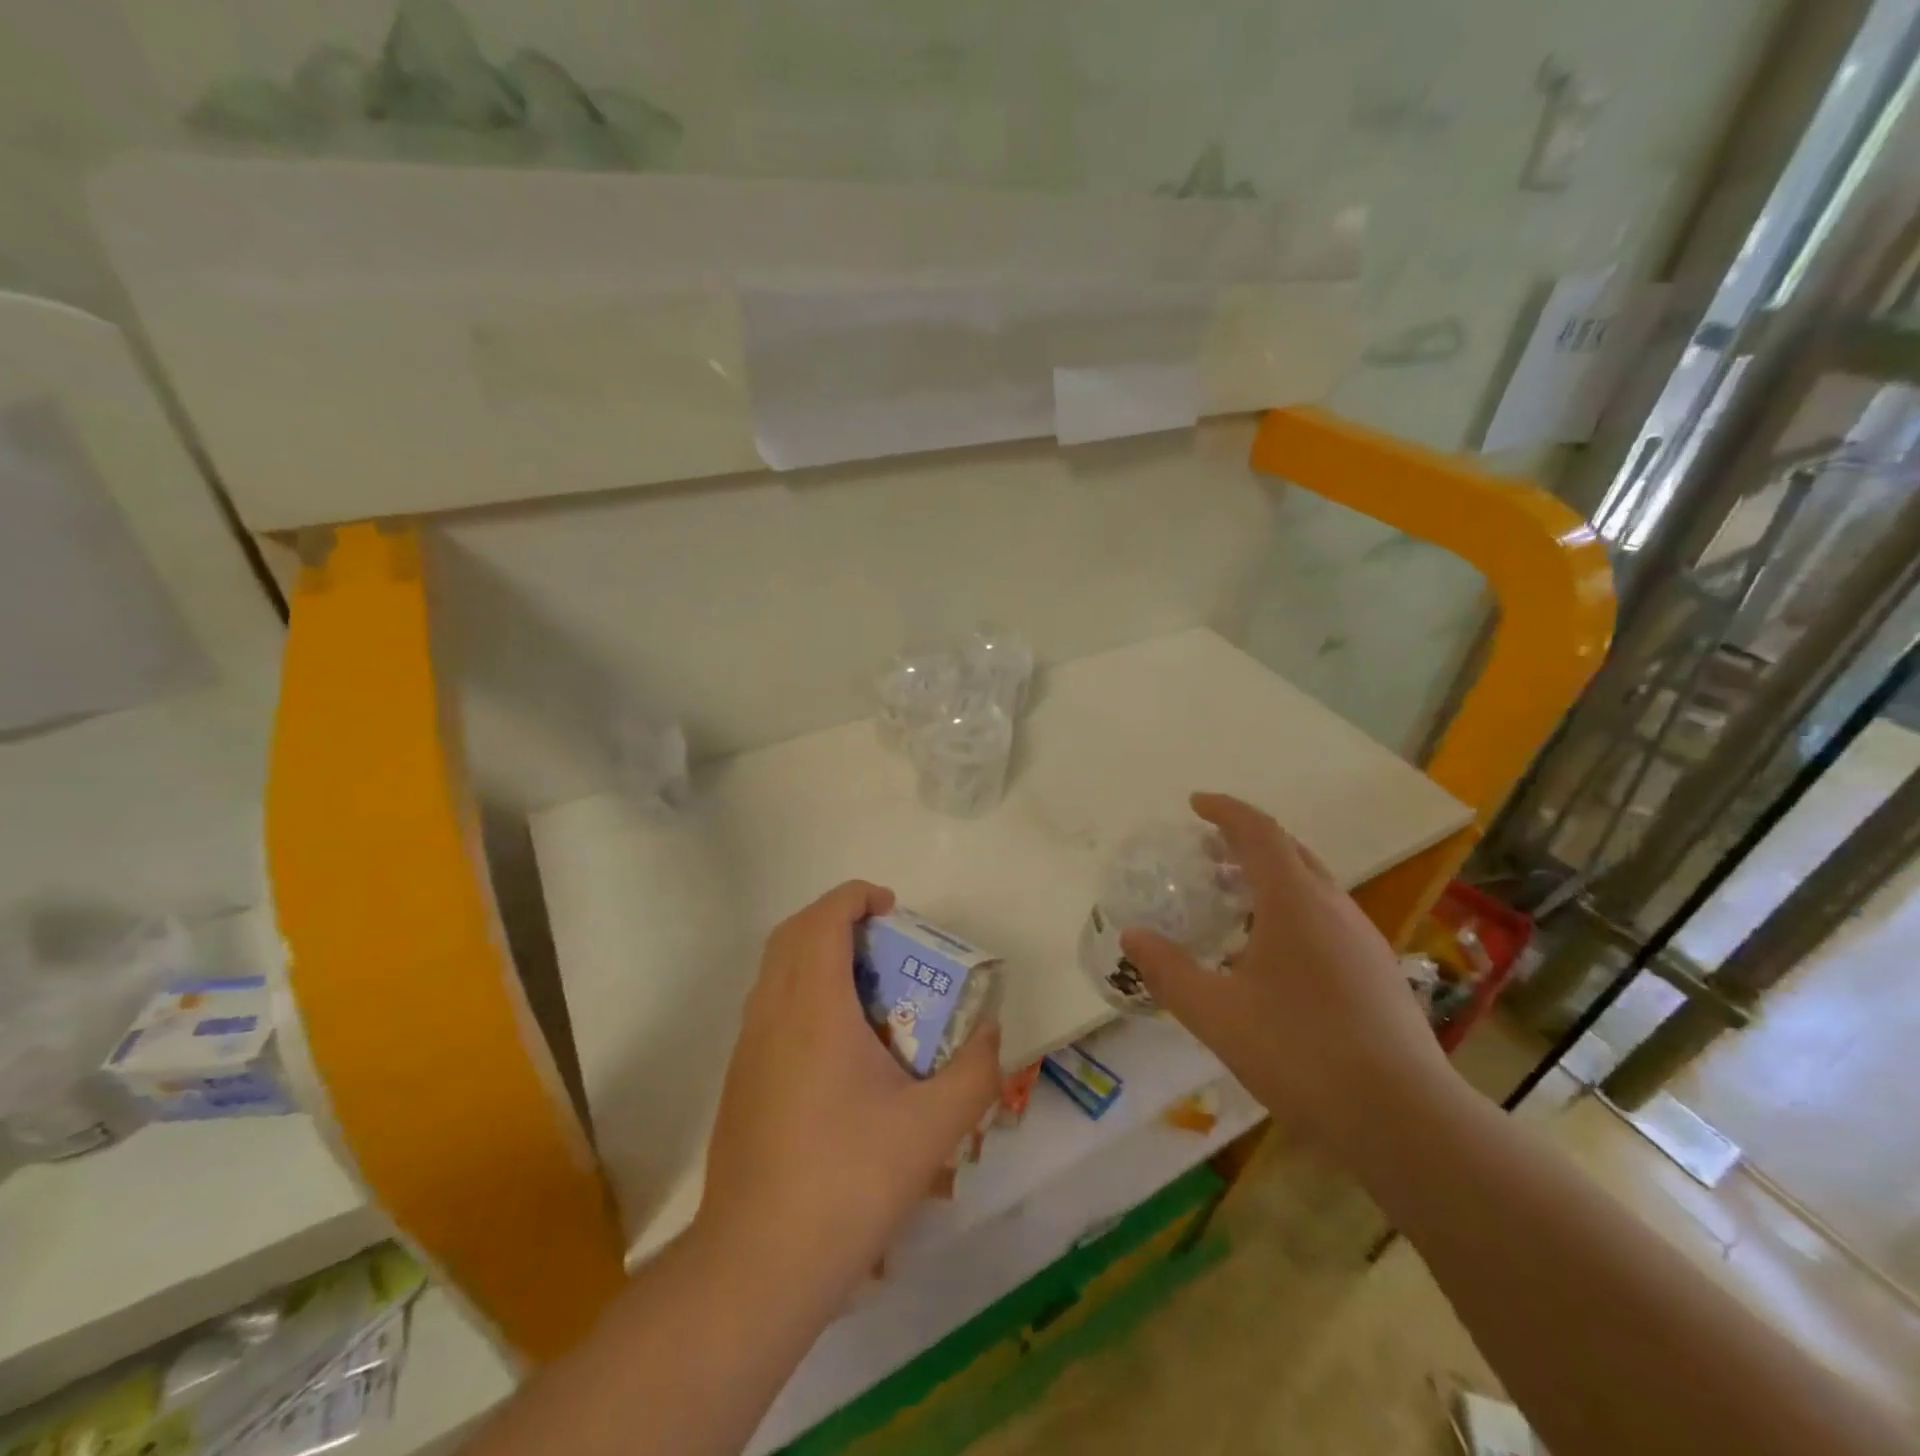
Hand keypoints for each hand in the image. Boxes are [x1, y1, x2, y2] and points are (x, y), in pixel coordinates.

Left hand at [699, 881, 1001, 1303]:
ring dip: (816, 954)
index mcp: (814, 1008)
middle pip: (793, 933)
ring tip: (867, 987)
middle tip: (883, 939)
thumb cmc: (848, 1181)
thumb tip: (990, 1034)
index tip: (892, 908)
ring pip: (775, 969)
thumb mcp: (933, 1129)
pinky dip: (802, 990)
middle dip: (836, 918)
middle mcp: (772, 1013)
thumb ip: (975, 1072)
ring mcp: (748, 1047)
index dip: (856, 897)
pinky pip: (769, 1005)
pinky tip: (839, 1044)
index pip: (824, 919)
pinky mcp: (740, 1079)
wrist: (758, 1263)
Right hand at [1120, 793, 1455, 1156]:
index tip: (1194, 803)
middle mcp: (1335, 908)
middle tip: (1206, 852)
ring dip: (1270, 878)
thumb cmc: (1301, 1053)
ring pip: (1312, 887)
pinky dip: (1290, 911)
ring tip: (1232, 900)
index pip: (1258, 832)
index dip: (1225, 811)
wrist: (1406, 1121)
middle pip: (1289, 852)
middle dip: (1245, 842)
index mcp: (1296, 902)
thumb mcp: (1216, 1014)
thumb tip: (1132, 937)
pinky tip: (1271, 956)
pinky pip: (1326, 918)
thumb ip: (1168, 971)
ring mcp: (1363, 940)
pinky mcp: (1377, 973)